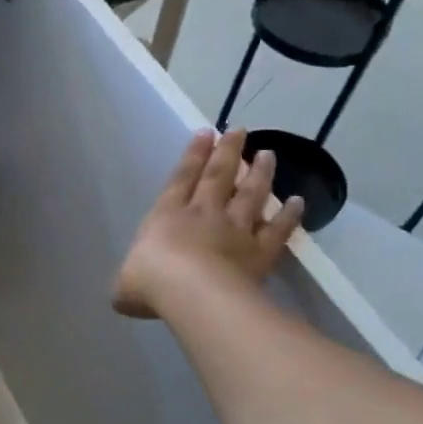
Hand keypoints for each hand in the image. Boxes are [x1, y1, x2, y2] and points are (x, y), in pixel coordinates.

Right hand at [113, 129, 304, 319]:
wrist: (191, 293)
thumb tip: (126, 291)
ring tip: (267, 154)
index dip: (193, 155)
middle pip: (218, 176)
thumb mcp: (125, 284)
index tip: (206, 132)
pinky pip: (277, 230)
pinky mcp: (260, 251)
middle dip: (228, 152)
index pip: (181, 178)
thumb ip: (129, 281)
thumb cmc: (151, 282)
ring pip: (250, 195)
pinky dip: (289, 215)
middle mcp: (203, 214)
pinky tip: (298, 202)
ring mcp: (235, 230)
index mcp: (167, 216)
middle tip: (240, 130)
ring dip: (260, 174)